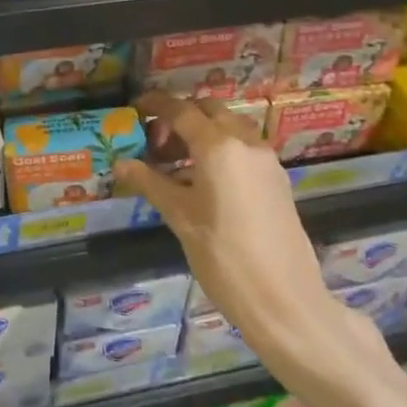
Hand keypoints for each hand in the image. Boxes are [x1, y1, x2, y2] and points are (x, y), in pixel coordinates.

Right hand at [114, 91, 381, 373]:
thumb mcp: (180, 218)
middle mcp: (246, 142)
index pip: (182, 111)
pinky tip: (202, 178)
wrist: (285, 302)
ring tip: (174, 162)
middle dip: (180, 117)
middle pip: (208, 111)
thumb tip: (121, 163)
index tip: (136, 106)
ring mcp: (266, 160)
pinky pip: (243, 147)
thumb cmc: (224, 258)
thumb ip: (151, 183)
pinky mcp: (277, 179)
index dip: (156, 105)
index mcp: (219, 147)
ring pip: (229, 127)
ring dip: (202, 132)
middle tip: (155, 141)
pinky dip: (220, 148)